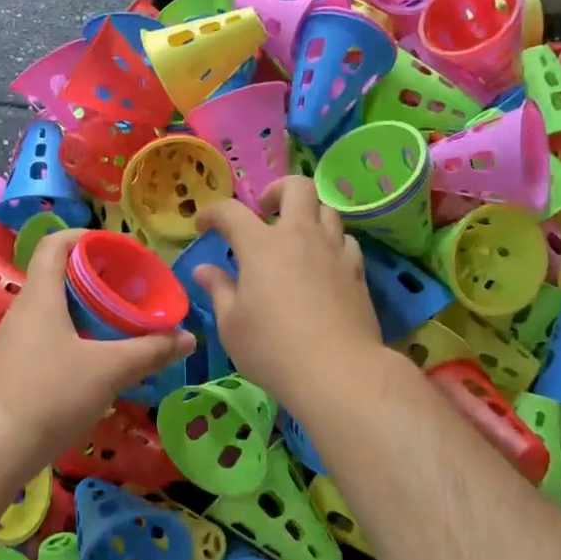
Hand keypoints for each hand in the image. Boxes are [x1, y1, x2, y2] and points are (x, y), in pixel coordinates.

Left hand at [0, 229, 194, 472]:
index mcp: (41, 296)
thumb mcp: (108, 371)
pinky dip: (74, 338)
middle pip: (58, 277)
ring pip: (54, 311)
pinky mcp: (13, 370)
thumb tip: (188, 337)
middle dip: (96, 278)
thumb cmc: (50, 395)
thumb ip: (149, 351)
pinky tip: (95, 362)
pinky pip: (47, 339)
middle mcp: (22, 311)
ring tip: (120, 325)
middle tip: (131, 290)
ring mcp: (14, 342)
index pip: (55, 244)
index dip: (86, 237)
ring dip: (86, 311)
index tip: (119, 248)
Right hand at [192, 177, 387, 406]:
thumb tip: (204, 270)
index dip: (213, 213)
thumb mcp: (231, 325)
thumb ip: (218, 290)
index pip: (231, 211)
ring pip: (327, 210)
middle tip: (265, 211)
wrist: (338, 372)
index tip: (203, 226)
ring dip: (308, 215)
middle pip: (297, 187)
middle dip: (277, 190)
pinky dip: (331, 243)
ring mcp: (334, 252)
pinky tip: (323, 264)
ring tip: (296, 238)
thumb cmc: (272, 349)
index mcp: (261, 246)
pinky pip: (346, 241)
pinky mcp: (358, 272)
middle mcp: (301, 236)